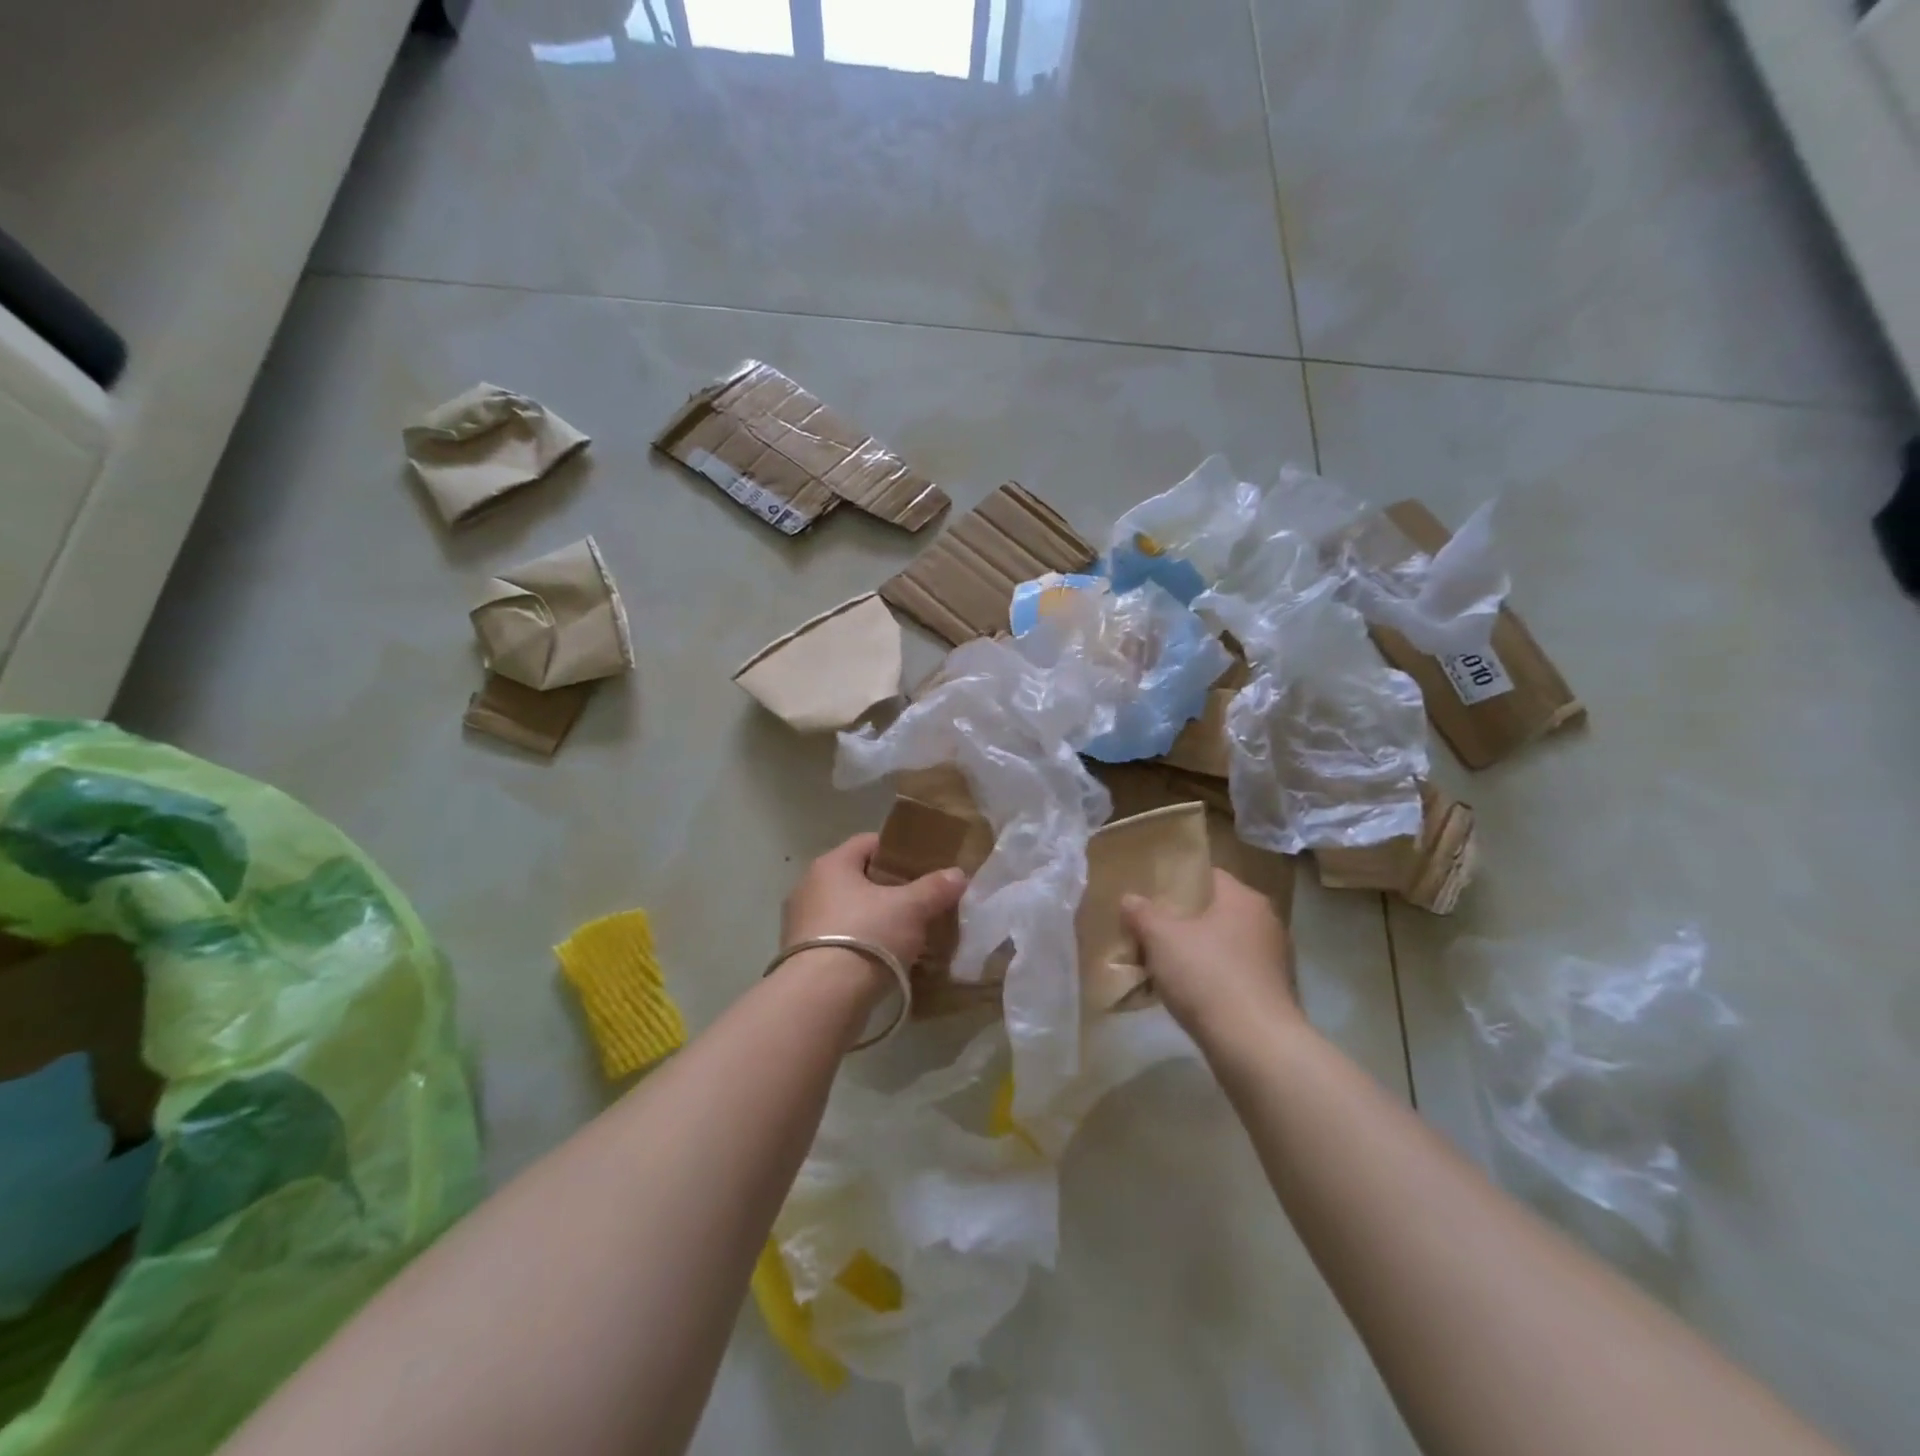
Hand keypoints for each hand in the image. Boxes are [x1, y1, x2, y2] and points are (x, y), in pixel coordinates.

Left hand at [782, 833, 967, 972]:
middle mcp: (809, 887)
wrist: (823, 998)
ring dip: (874, 919)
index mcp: (831, 865)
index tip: (923, 867)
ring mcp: (801, 924)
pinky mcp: (800, 957)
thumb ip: (934, 888)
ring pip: (847, 911)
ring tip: (905, 934)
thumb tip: (957, 874)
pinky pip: (838, 940)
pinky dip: (859, 945)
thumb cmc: (866, 936)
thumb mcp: (911, 909)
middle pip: (857, 878)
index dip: (898, 851)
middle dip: (888, 889)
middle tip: (919, 902)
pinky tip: (882, 960)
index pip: (868, 842)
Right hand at [1121, 869, 1299, 1037]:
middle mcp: (1266, 922)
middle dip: (1183, 921)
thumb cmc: (1208, 977)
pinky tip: (1188, 994)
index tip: (1151, 895)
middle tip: (1150, 930)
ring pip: (1224, 945)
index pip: (1208, 876)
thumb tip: (1130, 899)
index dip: (1177, 882)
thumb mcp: (1161, 939)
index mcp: (1244, 899)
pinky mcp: (1273, 994)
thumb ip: (1142, 913)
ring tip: (1163, 964)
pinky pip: (1233, 974)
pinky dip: (1212, 979)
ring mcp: (1274, 960)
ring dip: (1197, 952)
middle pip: (1215, 911)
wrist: (1256, 1047)